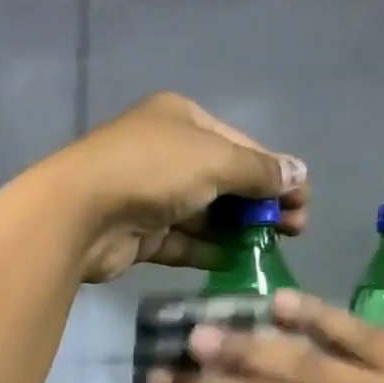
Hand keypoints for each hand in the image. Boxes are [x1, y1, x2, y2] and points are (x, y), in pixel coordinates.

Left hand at [41, 91, 307, 283]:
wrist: (79, 213)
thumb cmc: (152, 170)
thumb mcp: (215, 160)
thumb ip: (258, 170)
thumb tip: (299, 174)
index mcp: (181, 119)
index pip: (240, 144)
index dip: (275, 171)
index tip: (303, 201)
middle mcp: (164, 153)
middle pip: (224, 179)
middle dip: (260, 203)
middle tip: (295, 230)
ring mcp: (148, 195)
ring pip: (203, 214)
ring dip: (237, 230)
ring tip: (272, 249)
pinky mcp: (138, 233)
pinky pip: (181, 242)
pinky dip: (207, 250)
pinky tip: (236, 263)